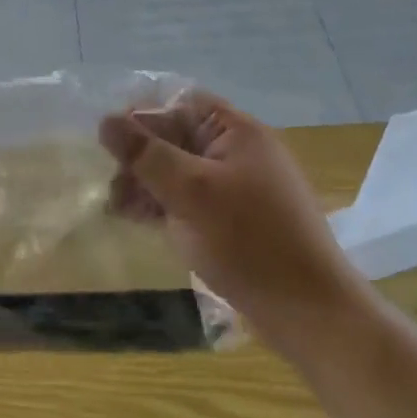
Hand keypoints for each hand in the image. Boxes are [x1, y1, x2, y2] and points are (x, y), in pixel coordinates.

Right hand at [100, 91, 352, 344]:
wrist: (311, 313)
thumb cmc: (249, 242)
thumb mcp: (190, 192)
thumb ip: (146, 153)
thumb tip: (105, 120)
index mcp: (237, 131)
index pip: (180, 104)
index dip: (143, 116)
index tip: (110, 141)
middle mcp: (239, 152)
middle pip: (177, 137)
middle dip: (140, 157)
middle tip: (111, 185)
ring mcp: (238, 188)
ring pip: (180, 171)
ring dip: (147, 183)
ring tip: (116, 208)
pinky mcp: (235, 220)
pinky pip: (191, 199)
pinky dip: (164, 205)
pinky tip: (138, 220)